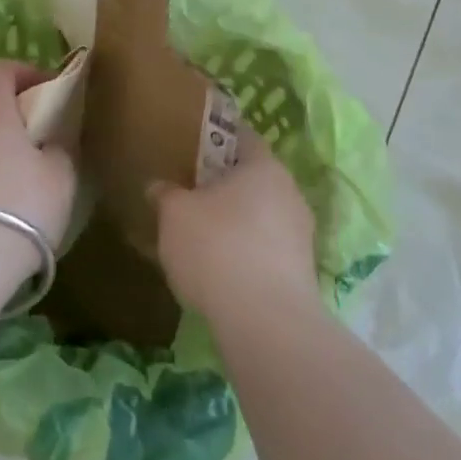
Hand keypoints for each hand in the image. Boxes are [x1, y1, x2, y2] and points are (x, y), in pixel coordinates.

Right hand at [149, 130, 319, 321]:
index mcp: (263, 166)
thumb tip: (158, 186)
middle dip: (224, 184)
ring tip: (201, 236)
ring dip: (236, 222)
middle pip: (253, 178)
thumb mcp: (174, 215)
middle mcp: (289, 192)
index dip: (216, 138)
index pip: (241, 136)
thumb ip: (166, 194)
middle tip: (190, 192)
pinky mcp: (302, 272)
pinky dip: (245, 253)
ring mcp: (301, 234)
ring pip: (261, 215)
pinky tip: (220, 271)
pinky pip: (266, 249)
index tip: (193, 146)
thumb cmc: (217, 248)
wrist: (266, 323)